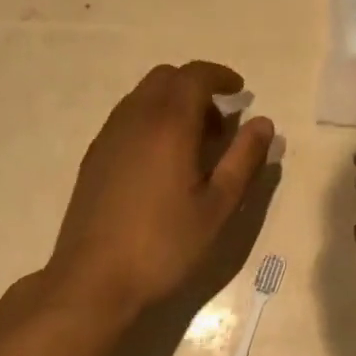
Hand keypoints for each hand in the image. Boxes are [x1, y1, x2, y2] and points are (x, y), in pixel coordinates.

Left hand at [48, 61, 274, 319]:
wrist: (95, 279)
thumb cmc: (165, 246)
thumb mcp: (217, 207)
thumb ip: (243, 160)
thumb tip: (262, 122)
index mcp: (168, 124)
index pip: (194, 76)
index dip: (221, 76)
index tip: (240, 90)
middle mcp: (133, 119)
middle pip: (164, 79)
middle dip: (196, 87)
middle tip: (219, 124)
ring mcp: (107, 138)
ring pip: (141, 98)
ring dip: (171, 105)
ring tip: (193, 146)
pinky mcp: (93, 159)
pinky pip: (125, 120)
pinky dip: (150, 122)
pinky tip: (161, 164)